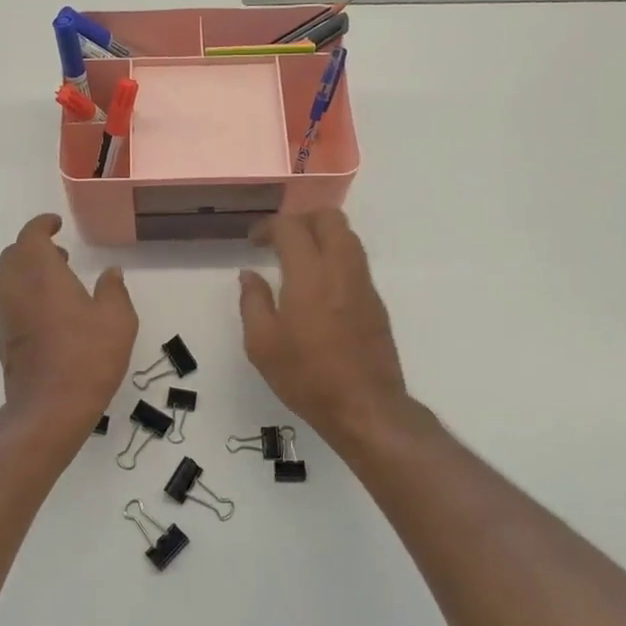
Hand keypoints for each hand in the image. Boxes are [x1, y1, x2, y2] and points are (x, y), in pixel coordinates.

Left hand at [0, 214, 136, 433]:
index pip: (31, 235)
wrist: (49, 407)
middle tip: (60, 252)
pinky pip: (9, 302)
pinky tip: (50, 312)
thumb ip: (113, 290)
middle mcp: (15, 288)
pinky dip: (25, 294)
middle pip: (14, 255)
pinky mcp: (4, 339)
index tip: (56, 224)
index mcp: (40, 273)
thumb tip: (111, 272)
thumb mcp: (117, 319)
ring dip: (28, 271)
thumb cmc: (87, 356)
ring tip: (58, 280)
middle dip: (34, 247)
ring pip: (8, 279)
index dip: (42, 225)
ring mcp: (5, 315)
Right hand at [238, 210, 407, 442]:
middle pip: (329, 218)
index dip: (268, 227)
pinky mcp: (375, 301)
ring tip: (298, 259)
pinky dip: (335, 256)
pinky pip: (355, 261)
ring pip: (348, 236)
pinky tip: (318, 285)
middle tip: (279, 241)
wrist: (365, 406)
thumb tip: (249, 275)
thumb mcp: (262, 344)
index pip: (291, 227)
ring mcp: (363, 284)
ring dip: (321, 235)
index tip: (253, 242)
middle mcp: (341, 269)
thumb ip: (253, 302)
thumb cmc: (307, 376)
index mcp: (309, 275)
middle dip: (301, 219)